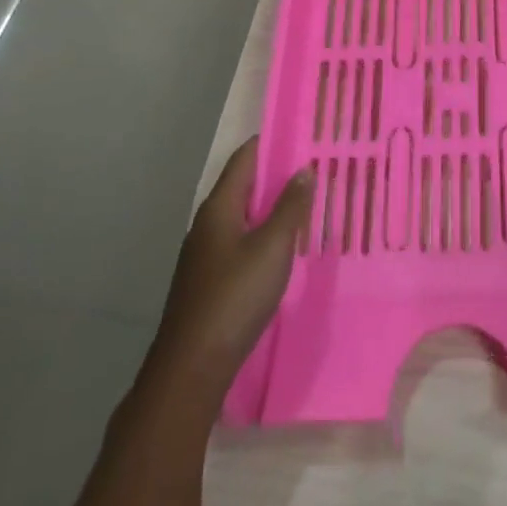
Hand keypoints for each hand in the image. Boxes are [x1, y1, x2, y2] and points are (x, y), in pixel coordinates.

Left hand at [151, 137, 312, 384]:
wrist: (190, 370)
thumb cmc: (234, 298)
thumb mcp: (272, 247)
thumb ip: (290, 207)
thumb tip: (303, 169)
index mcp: (219, 207)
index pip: (245, 158)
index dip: (272, 143)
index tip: (304, 135)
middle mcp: (208, 224)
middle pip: (244, 186)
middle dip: (277, 176)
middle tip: (315, 170)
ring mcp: (205, 255)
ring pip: (243, 217)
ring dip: (272, 209)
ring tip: (307, 206)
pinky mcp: (209, 282)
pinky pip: (241, 243)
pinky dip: (264, 236)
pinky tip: (285, 249)